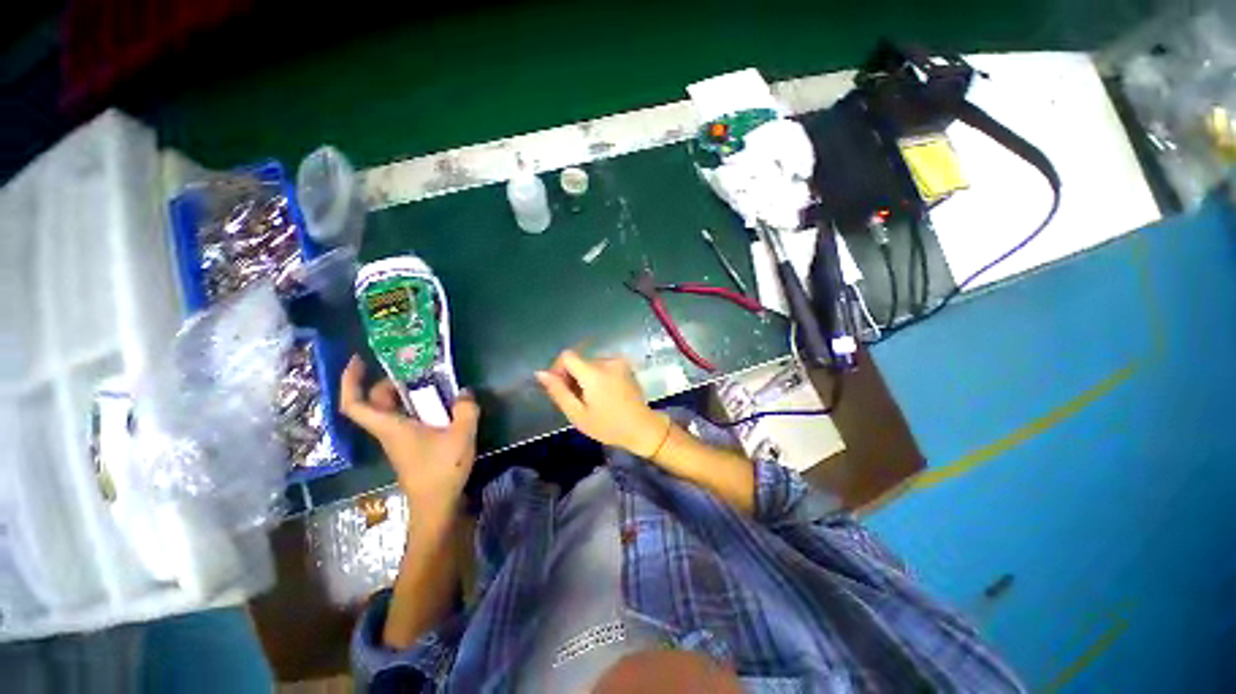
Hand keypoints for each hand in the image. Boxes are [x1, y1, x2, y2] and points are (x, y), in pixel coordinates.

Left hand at [340, 356, 479, 524]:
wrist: (437, 504)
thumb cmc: (441, 469)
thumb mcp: (461, 434)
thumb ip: (466, 409)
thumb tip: (465, 392)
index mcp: (390, 427)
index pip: (354, 404)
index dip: (349, 380)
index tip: (358, 359)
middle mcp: (389, 431)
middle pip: (375, 402)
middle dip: (388, 382)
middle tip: (412, 369)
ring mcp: (399, 440)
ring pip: (392, 411)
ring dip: (406, 394)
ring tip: (431, 383)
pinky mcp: (411, 446)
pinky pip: (407, 420)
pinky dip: (418, 407)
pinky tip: (441, 405)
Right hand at [536, 350, 669, 457]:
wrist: (642, 428)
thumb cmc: (608, 426)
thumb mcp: (578, 414)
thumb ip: (558, 392)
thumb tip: (540, 373)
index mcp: (594, 372)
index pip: (567, 356)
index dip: (558, 369)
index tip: (561, 388)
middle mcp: (606, 361)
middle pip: (579, 360)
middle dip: (572, 376)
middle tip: (576, 400)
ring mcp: (618, 362)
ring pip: (590, 363)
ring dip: (584, 377)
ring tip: (590, 399)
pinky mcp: (625, 366)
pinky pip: (603, 365)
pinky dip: (597, 376)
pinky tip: (602, 394)